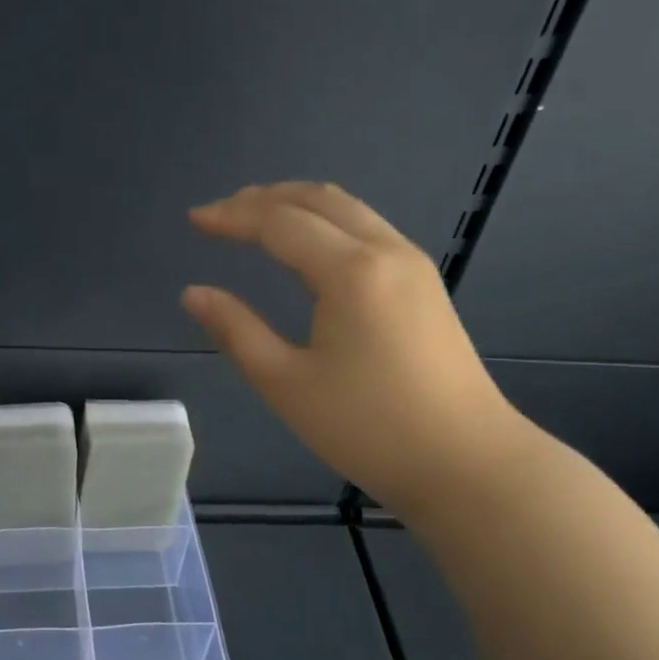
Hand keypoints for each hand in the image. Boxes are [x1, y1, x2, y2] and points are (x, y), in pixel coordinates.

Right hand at [183, 182, 528, 514]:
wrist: (465, 461)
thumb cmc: (367, 427)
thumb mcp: (286, 383)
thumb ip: (236, 331)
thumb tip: (193, 293)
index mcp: (350, 272)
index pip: (280, 223)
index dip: (232, 217)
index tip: (194, 219)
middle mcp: (385, 251)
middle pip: (318, 200)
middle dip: (263, 199)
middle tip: (220, 213)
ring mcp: (412, 264)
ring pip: (348, 209)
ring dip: (297, 204)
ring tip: (255, 217)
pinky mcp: (424, 283)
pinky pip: (367, 228)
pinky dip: (326, 221)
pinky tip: (307, 244)